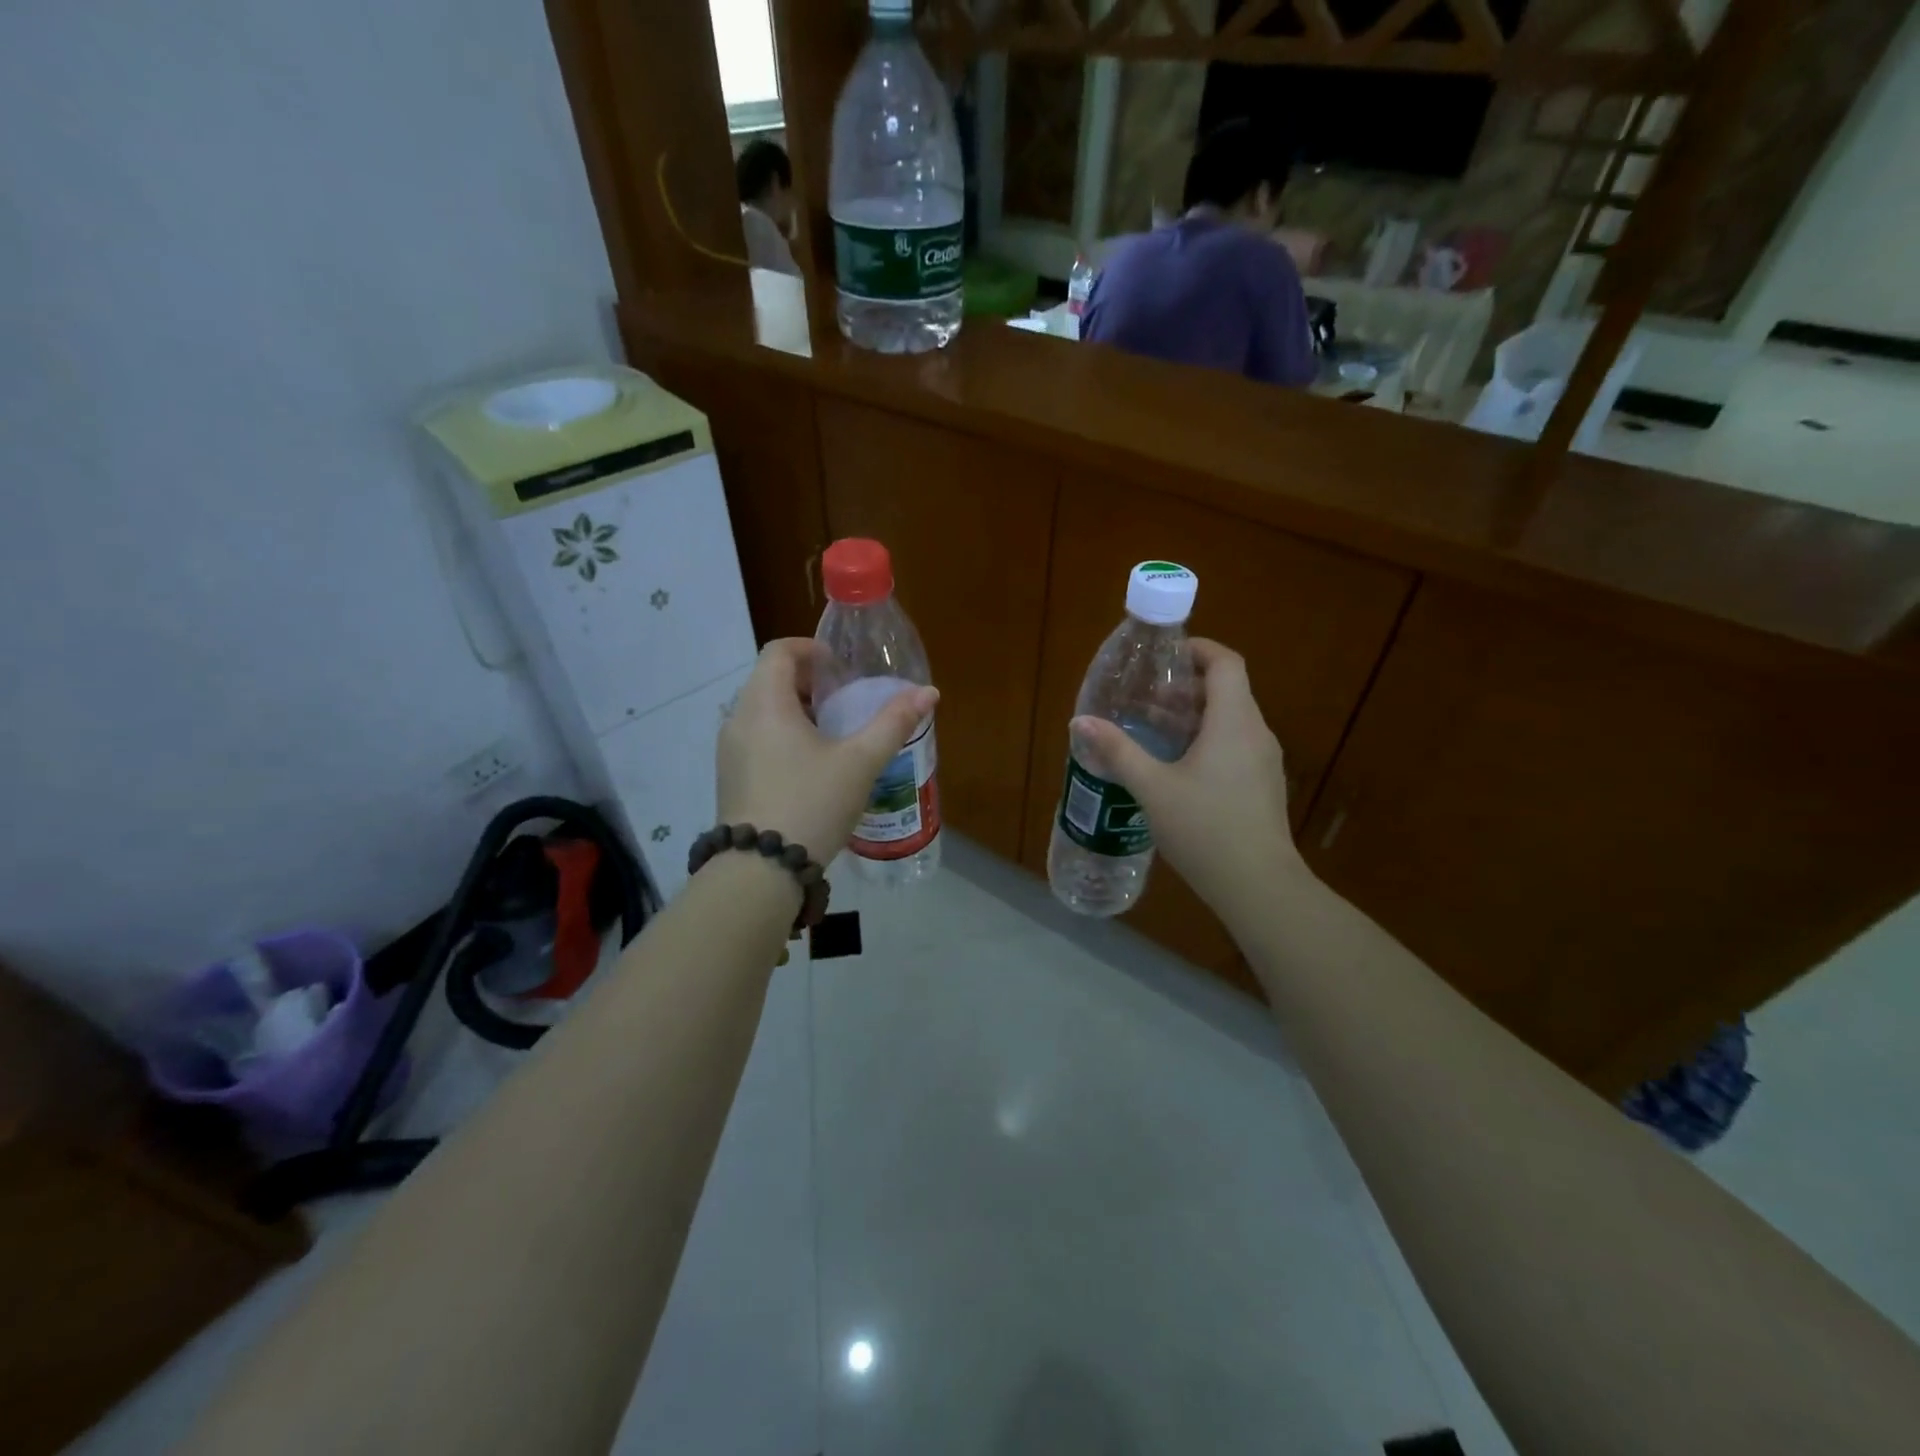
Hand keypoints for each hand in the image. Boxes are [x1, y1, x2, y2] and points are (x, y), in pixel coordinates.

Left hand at [717, 639, 937, 862]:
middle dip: (808, 682)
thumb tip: (929, 693)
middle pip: (769, 679)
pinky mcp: (730, 777)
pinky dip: (781, 735)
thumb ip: (893, 723)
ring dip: (795, 710)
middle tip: (844, 700)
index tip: (840, 669)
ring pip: (761, 711)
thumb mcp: (860, 762)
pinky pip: (755, 738)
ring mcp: (729, 750)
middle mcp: (739, 719)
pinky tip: (810, 766)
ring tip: (831, 734)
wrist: (760, 870)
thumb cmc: (812, 804)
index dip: (811, 649)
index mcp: (766, 704)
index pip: (779, 651)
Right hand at [1070, 639, 1304, 919]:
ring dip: (1194, 716)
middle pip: (1227, 690)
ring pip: (1231, 720)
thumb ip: (1118, 751)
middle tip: (1145, 698)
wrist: (1258, 886)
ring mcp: (1264, 761)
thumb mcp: (1152, 788)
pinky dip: (1207, 740)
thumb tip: (1080, 722)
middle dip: (1185, 686)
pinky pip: (1235, 745)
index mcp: (1233, 722)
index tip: (1164, 656)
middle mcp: (1256, 733)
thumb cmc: (1204, 828)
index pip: (1225, 663)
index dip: (1197, 649)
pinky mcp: (1263, 785)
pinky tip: (1177, 768)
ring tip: (1153, 730)